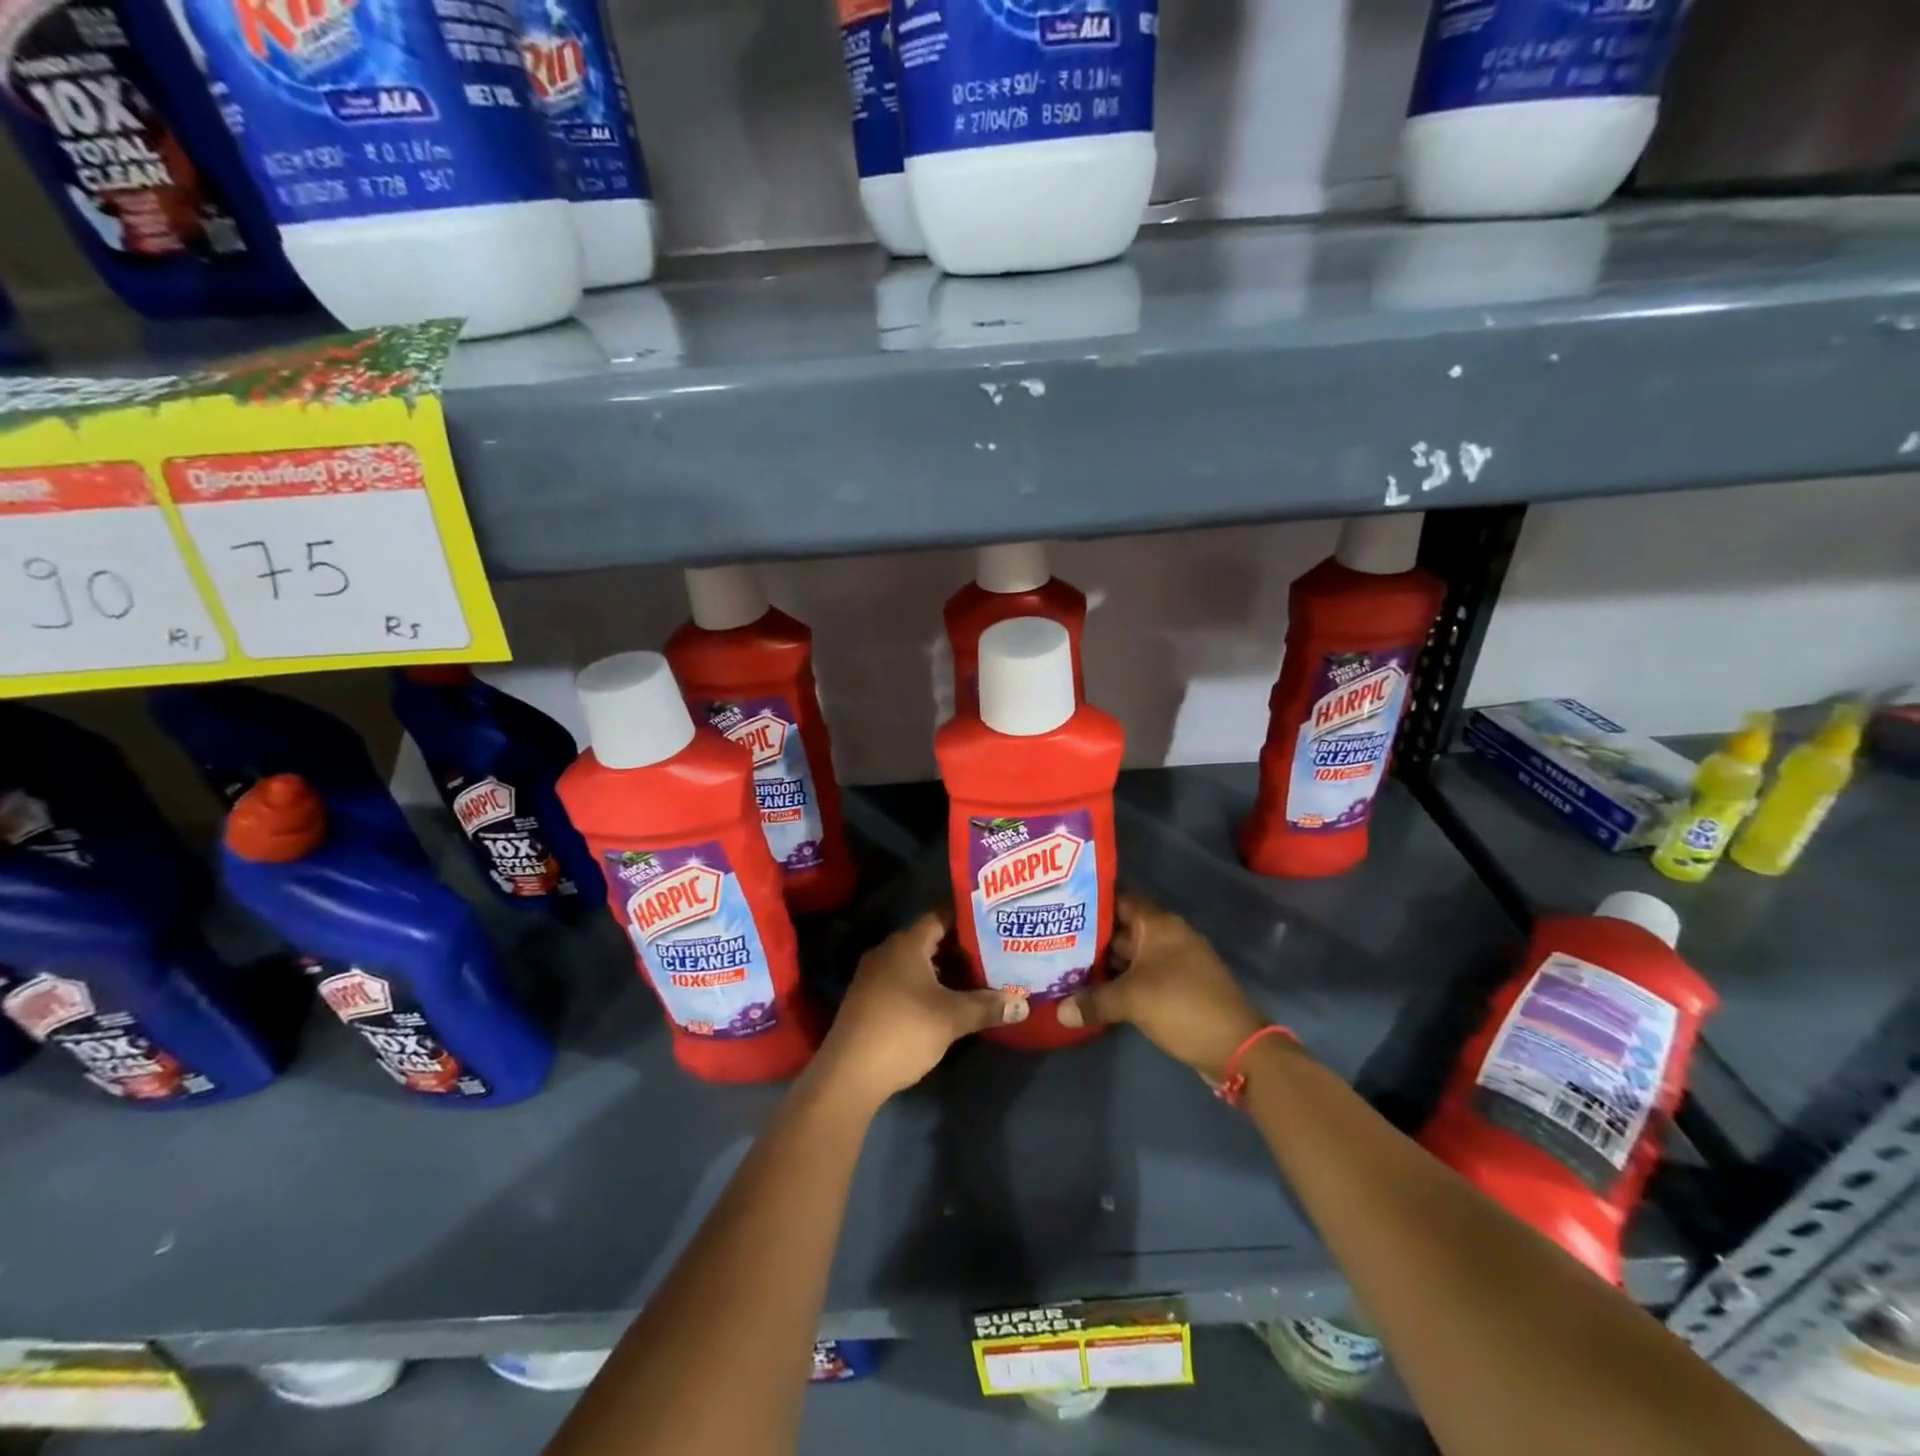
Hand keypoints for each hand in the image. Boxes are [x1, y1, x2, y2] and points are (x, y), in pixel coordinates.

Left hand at [814, 911, 1027, 1105]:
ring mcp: (875, 977)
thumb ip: (988, 1006)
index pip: (941, 917)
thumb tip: (1023, 1004)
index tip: (994, 923)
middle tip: (995, 953)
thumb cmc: (904, 1031)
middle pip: (930, 940)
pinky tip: (949, 1002)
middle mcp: (887, 952)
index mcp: (906, 944)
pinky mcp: (870, 1000)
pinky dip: (928, 986)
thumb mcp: (952, 1018)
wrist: (849, 1074)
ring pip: (918, 964)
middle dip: (961, 948)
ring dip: (945, 970)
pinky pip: (905, 981)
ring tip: (979, 978)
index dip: (967, 918)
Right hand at [1058, 895, 1265, 1079]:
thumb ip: (1093, 1001)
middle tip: (1052, 940)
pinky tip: (1091, 991)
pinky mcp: (1174, 987)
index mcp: (1159, 925)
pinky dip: (1118, 981)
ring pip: (1128, 955)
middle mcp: (1166, 936)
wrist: (1236, 1048)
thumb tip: (1059, 1011)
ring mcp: (1172, 962)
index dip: (1090, 901)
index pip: (1119, 900)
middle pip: (1120, 929)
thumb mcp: (1133, 1001)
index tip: (1059, 905)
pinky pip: (1139, 975)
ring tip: (1063, 965)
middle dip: (1089, 936)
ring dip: (1102, 962)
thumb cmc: (1183, 1006)